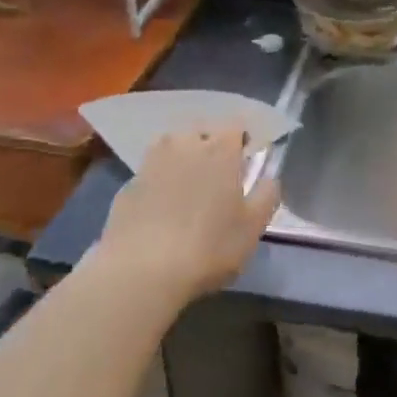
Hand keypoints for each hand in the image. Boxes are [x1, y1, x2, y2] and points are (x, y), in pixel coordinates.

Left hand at [96, 129, 280, 305]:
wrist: (140, 271)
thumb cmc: (208, 246)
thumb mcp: (253, 227)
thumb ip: (267, 195)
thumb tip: (269, 178)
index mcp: (220, 149)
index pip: (236, 125)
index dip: (243, 139)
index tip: (247, 158)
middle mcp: (184, 144)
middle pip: (201, 131)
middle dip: (211, 144)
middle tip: (218, 172)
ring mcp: (151, 162)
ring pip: (171, 146)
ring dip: (182, 157)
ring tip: (188, 184)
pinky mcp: (127, 184)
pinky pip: (151, 172)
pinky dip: (159, 180)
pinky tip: (161, 207)